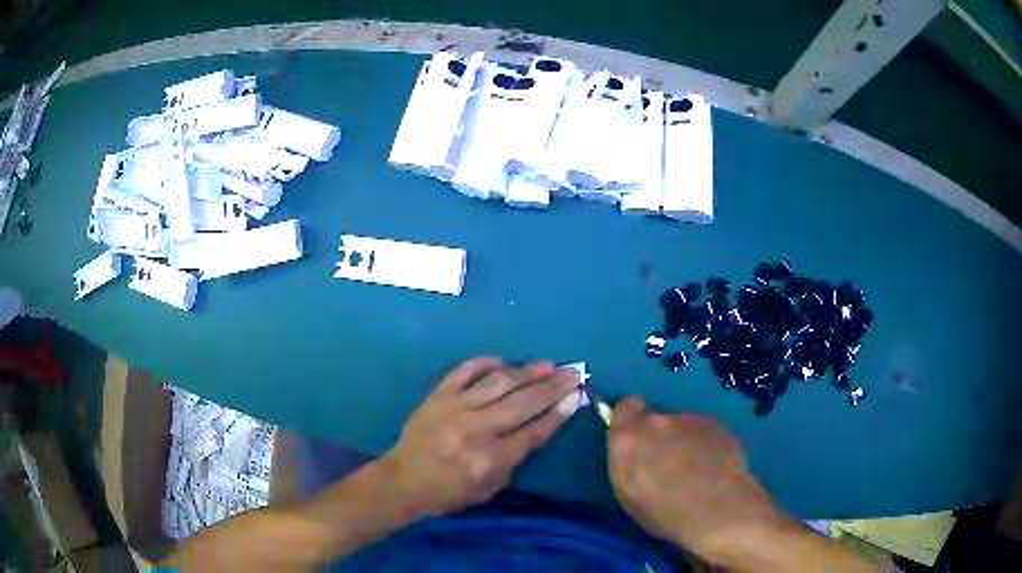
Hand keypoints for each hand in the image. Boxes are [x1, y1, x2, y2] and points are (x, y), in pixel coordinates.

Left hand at [383, 357, 582, 516]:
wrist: (404, 480)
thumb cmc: (449, 492)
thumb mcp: (489, 489)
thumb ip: (513, 461)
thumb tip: (536, 428)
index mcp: (491, 458)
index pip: (534, 431)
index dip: (559, 413)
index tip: (577, 396)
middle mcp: (477, 429)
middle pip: (523, 403)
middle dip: (553, 386)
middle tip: (573, 372)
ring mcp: (456, 408)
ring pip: (498, 383)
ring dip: (526, 372)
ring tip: (548, 364)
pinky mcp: (438, 395)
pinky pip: (464, 371)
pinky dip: (485, 363)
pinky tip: (503, 361)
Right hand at [607, 397, 788, 563]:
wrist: (718, 509)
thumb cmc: (663, 512)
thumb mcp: (629, 494)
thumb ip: (628, 463)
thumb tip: (635, 453)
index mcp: (629, 438)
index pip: (625, 407)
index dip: (630, 420)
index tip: (635, 439)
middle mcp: (659, 421)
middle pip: (655, 420)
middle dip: (659, 438)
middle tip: (667, 466)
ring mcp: (693, 420)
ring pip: (683, 427)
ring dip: (685, 443)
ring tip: (696, 473)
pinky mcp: (720, 426)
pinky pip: (706, 434)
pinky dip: (707, 447)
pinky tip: (715, 471)